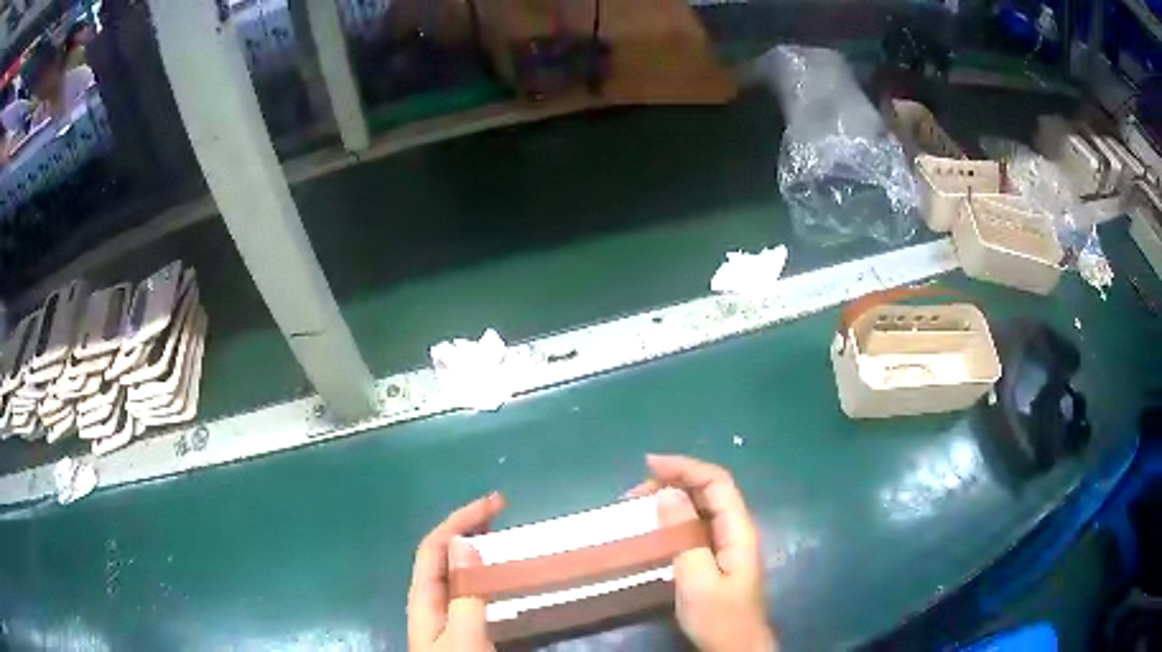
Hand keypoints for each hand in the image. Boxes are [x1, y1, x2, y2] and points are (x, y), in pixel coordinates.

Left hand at [408, 492, 505, 651]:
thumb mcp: (464, 638)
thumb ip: (465, 595)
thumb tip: (467, 543)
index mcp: (424, 599)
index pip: (434, 547)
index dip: (459, 519)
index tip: (495, 504)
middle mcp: (431, 601)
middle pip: (443, 554)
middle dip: (468, 526)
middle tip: (502, 511)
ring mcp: (446, 615)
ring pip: (457, 571)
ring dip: (477, 547)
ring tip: (503, 534)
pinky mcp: (462, 627)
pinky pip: (471, 590)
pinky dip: (486, 572)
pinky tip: (502, 576)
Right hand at [630, 455, 776, 651]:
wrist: (735, 647)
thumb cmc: (719, 616)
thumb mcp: (697, 579)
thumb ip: (683, 536)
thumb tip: (667, 493)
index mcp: (738, 529)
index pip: (717, 481)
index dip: (685, 467)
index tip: (649, 465)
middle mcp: (735, 529)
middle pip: (709, 490)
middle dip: (674, 481)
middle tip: (634, 494)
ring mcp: (726, 543)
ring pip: (701, 507)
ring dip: (671, 498)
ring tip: (638, 506)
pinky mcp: (716, 556)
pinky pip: (695, 526)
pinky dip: (673, 519)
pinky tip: (654, 527)